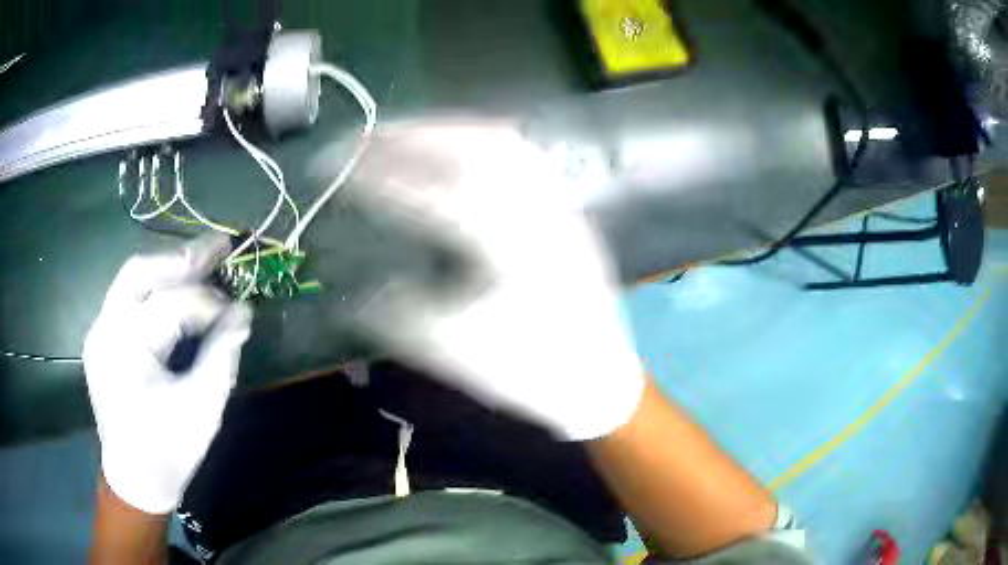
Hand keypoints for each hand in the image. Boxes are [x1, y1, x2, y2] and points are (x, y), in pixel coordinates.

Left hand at [84, 234, 251, 513]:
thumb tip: (243, 313)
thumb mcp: (202, 409)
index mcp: (126, 353)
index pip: (169, 306)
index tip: (239, 310)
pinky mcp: (103, 337)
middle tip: (218, 247)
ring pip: (131, 279)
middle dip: (181, 258)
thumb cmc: (170, 451)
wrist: (135, 478)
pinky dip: (155, 290)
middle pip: (139, 272)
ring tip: (202, 259)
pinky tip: (176, 290)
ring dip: (168, 268)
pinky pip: (128, 299)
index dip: (207, 303)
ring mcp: (99, 331)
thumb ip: (222, 356)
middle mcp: (105, 331)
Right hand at [347, 120, 643, 439]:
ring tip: (400, 134)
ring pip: (499, 140)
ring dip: (444, 129)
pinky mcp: (564, 207)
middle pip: (470, 145)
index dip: (376, 176)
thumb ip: (397, 315)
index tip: (334, 168)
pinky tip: (454, 146)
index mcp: (509, 246)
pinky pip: (520, 154)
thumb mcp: (457, 352)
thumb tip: (351, 293)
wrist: (598, 379)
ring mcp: (556, 202)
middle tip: (363, 138)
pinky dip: (477, 139)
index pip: (430, 193)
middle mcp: (537, 208)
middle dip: (409, 133)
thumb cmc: (532, 371)